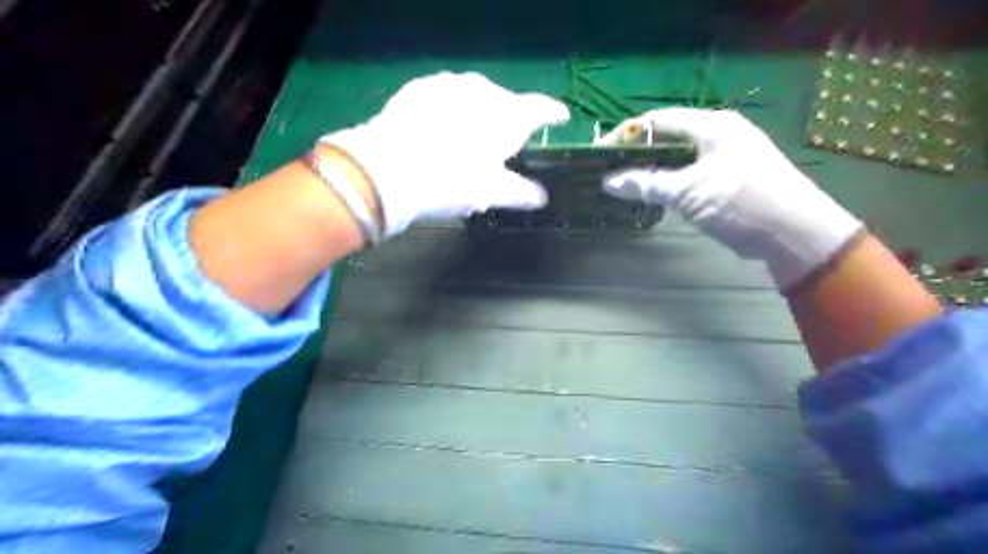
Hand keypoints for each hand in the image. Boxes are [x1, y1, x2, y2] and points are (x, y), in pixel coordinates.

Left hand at [326, 69, 570, 234]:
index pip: (542, 108)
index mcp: (509, 116)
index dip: (553, 114)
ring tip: (470, 137)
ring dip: (479, 113)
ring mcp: (451, 85)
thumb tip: (541, 198)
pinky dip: (451, 109)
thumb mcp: (490, 193)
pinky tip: (441, 127)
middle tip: (505, 143)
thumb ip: (520, 193)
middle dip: (510, 120)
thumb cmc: (451, 182)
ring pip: (475, 96)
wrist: (388, 169)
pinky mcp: (422, 87)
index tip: (560, 117)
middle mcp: (484, 92)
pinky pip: (447, 95)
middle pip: (507, 103)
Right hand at [598, 108, 862, 290]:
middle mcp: (718, 134)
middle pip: (667, 138)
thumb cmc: (742, 202)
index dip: (626, 134)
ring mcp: (725, 156)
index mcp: (711, 125)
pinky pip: (689, 173)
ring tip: (624, 183)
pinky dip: (668, 181)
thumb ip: (648, 184)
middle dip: (636, 153)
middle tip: (608, 170)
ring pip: (677, 157)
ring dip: (651, 169)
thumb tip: (608, 182)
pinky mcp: (728, 177)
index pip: (658, 120)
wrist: (795, 232)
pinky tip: (652, 194)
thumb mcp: (690, 192)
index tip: (599, 153)